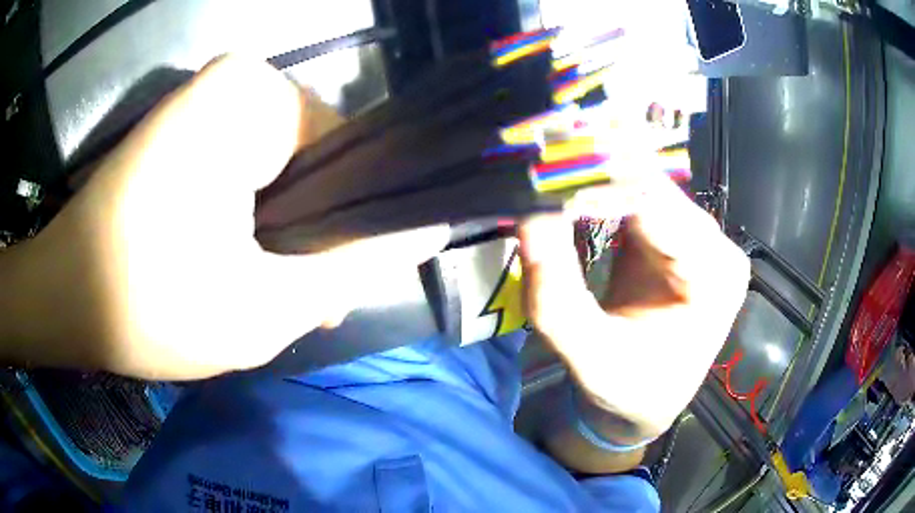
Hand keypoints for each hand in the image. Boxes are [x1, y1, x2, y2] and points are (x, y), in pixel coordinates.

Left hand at [0, 56, 446, 379]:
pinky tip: (228, 267)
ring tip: (256, 294)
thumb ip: (353, 267)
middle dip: (307, 240)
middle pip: (311, 164)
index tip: (330, 294)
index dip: (349, 231)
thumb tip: (423, 232)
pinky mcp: (182, 128)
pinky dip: (245, 221)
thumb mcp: (265, 306)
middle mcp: (235, 82)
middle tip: (292, 305)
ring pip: (277, 172)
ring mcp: (204, 102)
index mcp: (255, 98)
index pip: (349, 159)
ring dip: (275, 237)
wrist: (63, 296)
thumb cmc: (147, 304)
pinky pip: (241, 169)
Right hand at [519, 171, 749, 436]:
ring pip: (644, 186)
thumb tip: (529, 217)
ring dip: (596, 177)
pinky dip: (602, 192)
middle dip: (594, 172)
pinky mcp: (679, 235)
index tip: (544, 166)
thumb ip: (557, 296)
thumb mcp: (589, 357)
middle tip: (537, 160)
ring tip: (549, 170)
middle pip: (652, 187)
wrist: (649, 400)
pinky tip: (571, 189)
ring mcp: (701, 237)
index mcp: (715, 277)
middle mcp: (717, 246)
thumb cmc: (629, 389)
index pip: (657, 205)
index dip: (599, 178)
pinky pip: (639, 199)